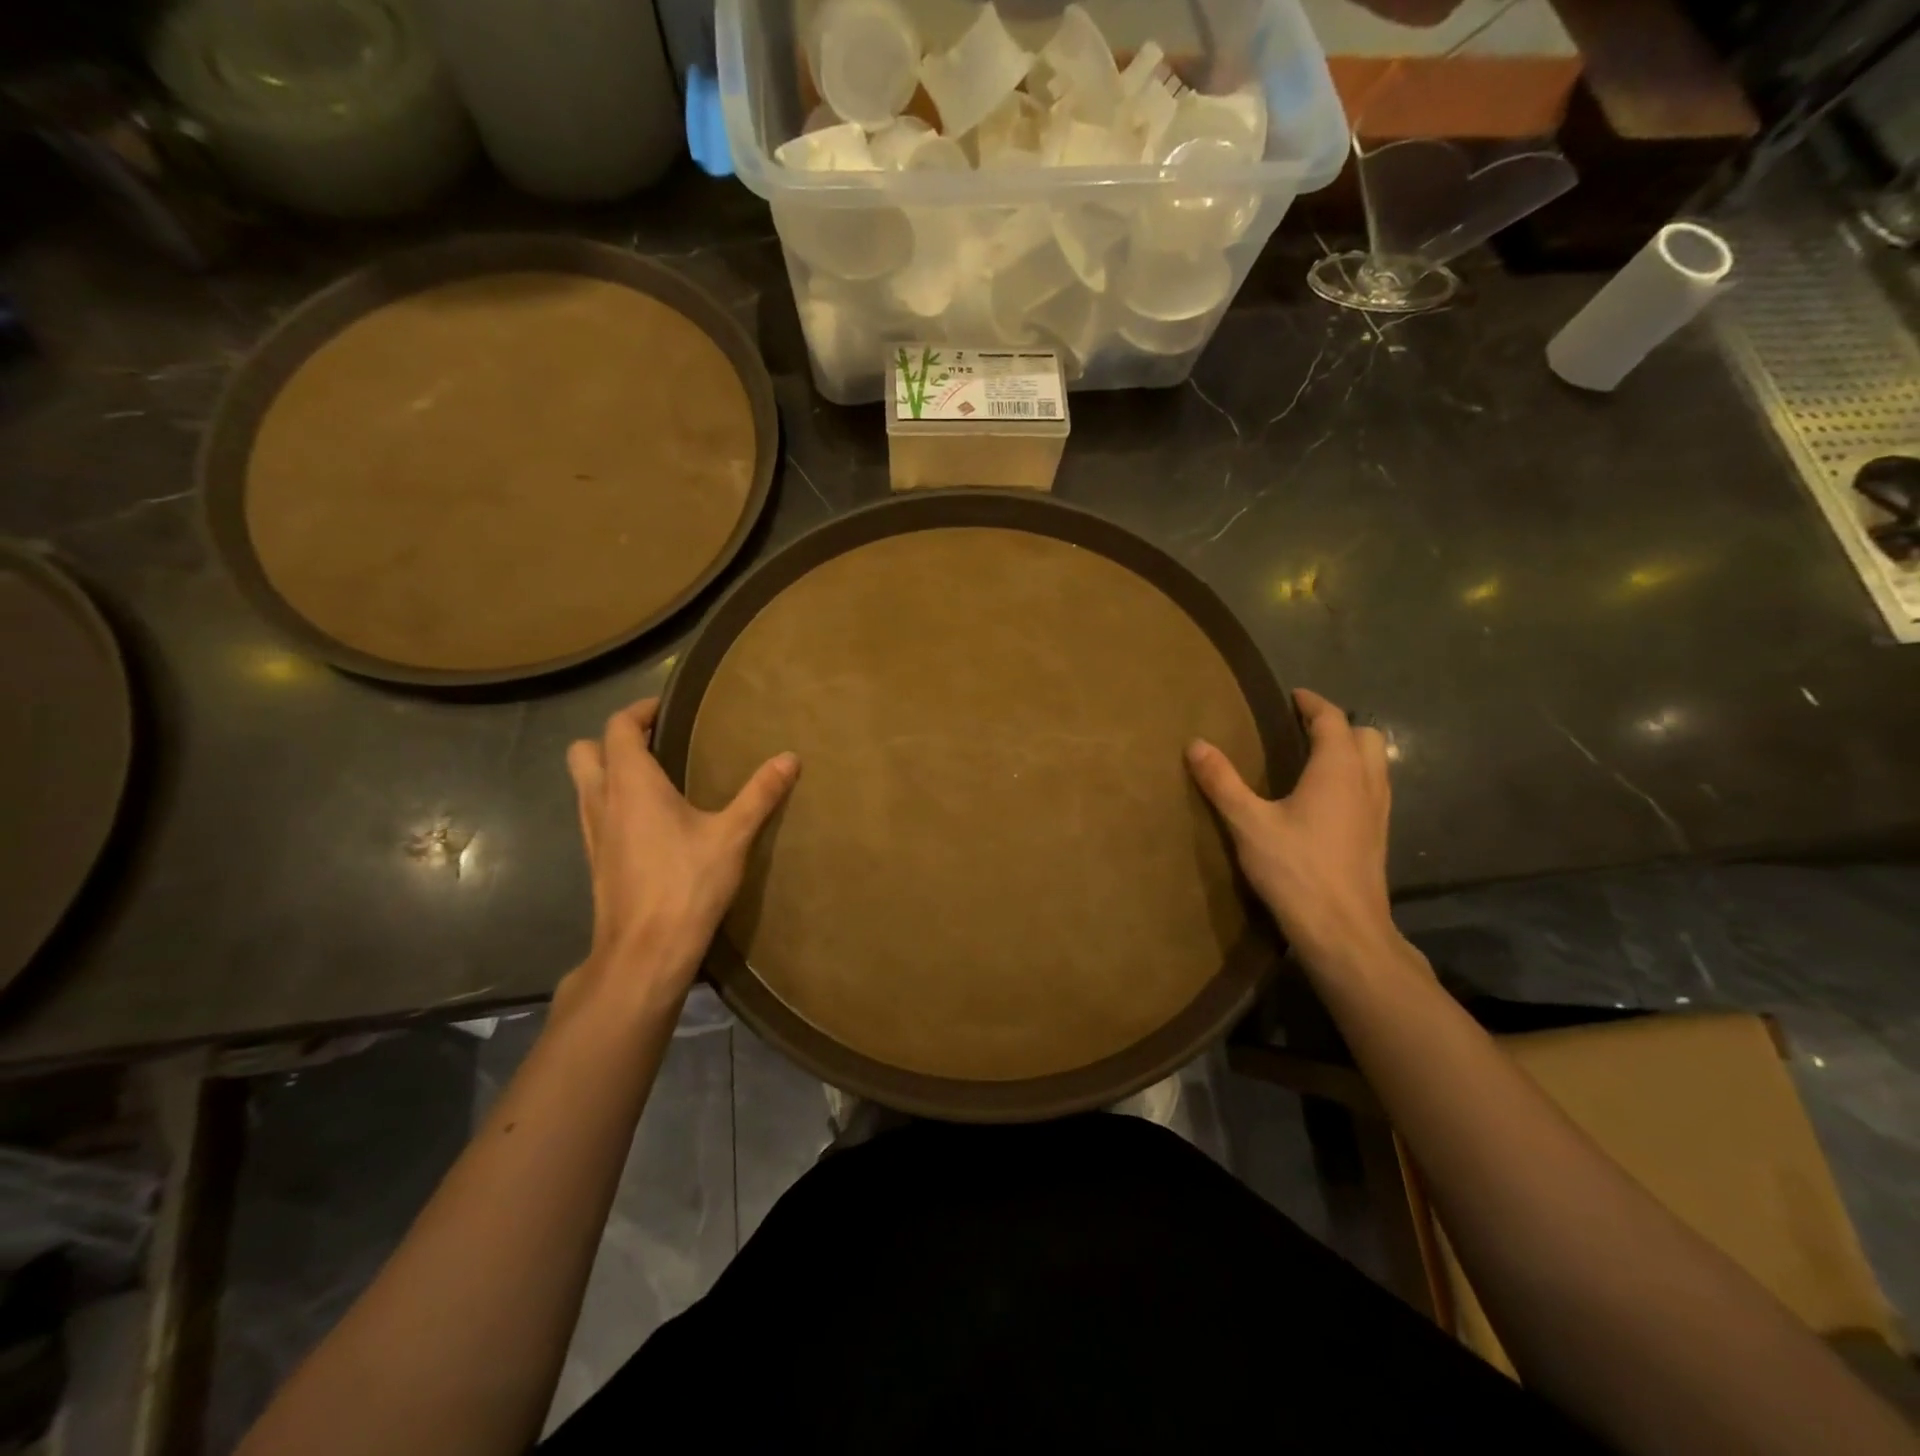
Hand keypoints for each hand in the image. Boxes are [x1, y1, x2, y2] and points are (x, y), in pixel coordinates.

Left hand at [563, 699, 797, 1011]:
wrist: (645, 951)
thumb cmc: (687, 884)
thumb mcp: (732, 835)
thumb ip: (760, 793)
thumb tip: (790, 758)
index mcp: (630, 784)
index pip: (618, 727)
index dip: (640, 710)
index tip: (668, 709)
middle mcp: (601, 800)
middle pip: (584, 751)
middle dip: (614, 739)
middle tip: (656, 743)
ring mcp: (592, 833)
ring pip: (585, 784)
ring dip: (610, 771)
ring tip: (657, 778)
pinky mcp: (596, 860)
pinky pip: (595, 813)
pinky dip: (614, 802)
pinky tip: (651, 821)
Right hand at [1186, 688, 1393, 968]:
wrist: (1344, 931)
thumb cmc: (1296, 870)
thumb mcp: (1248, 823)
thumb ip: (1222, 782)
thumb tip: (1196, 744)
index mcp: (1337, 770)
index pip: (1332, 720)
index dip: (1313, 703)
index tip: (1293, 696)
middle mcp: (1365, 783)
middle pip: (1365, 736)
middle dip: (1338, 725)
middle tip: (1302, 729)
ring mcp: (1379, 812)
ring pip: (1375, 764)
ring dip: (1350, 752)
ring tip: (1313, 759)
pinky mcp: (1378, 837)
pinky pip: (1373, 789)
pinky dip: (1354, 778)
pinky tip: (1326, 801)